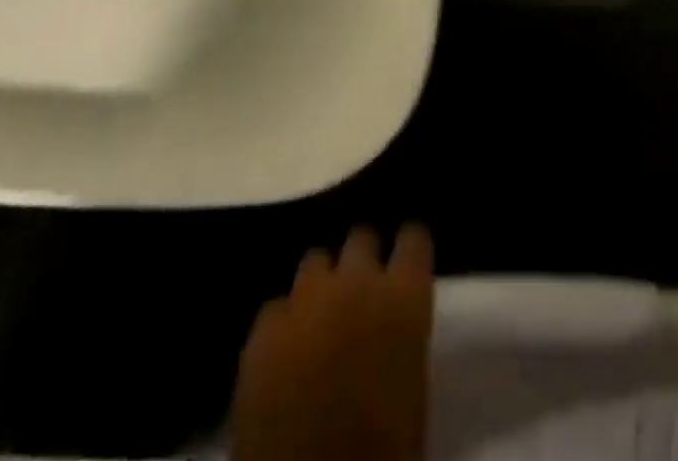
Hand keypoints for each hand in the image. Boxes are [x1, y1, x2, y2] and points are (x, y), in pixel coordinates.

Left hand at [232, 225, 434, 460]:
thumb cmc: (382, 452)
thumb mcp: (412, 393)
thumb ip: (403, 338)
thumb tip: (393, 327)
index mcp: (403, 298)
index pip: (413, 239)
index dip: (410, 251)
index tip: (408, 264)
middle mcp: (356, 281)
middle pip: (361, 238)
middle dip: (362, 259)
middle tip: (363, 292)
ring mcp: (305, 299)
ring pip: (316, 262)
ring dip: (322, 284)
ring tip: (322, 316)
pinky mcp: (264, 329)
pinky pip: (277, 308)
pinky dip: (284, 324)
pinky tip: (285, 352)